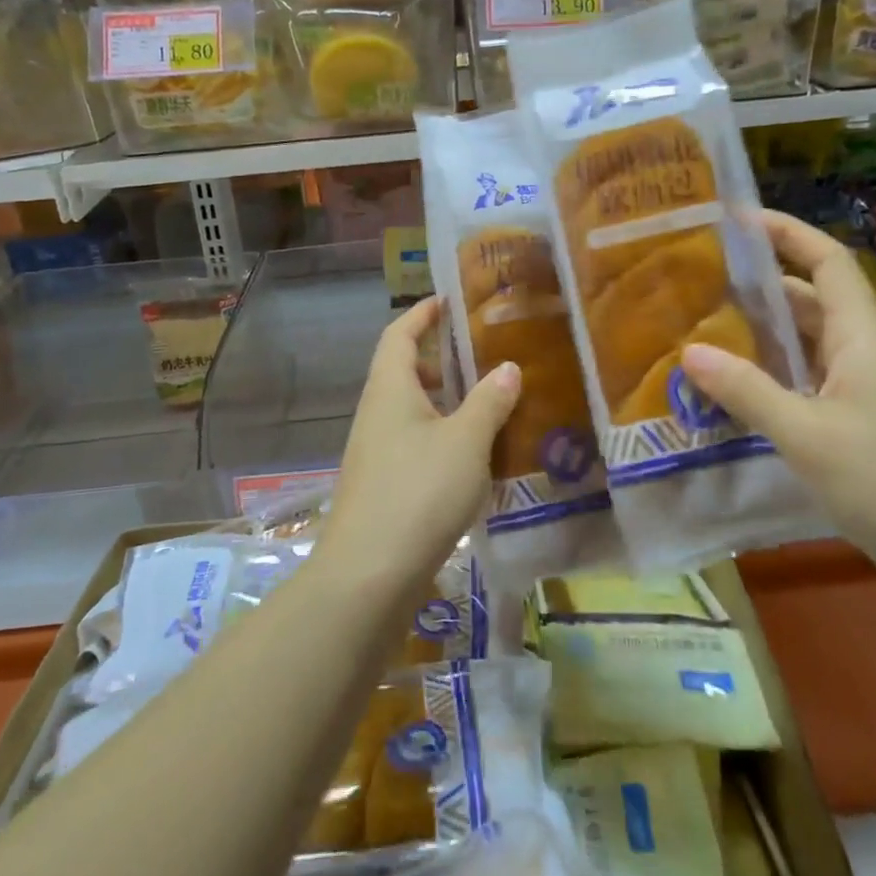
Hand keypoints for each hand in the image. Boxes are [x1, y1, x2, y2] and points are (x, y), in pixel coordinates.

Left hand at [320, 297, 521, 592]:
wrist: (367, 576)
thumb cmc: (418, 492)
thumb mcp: (466, 441)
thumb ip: (488, 401)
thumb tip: (507, 367)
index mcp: (389, 388)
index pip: (399, 333)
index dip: (422, 313)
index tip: (448, 300)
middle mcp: (376, 412)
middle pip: (403, 370)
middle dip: (439, 359)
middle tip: (481, 355)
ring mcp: (376, 451)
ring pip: (411, 410)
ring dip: (444, 401)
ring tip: (487, 402)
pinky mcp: (382, 485)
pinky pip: (414, 442)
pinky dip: (441, 435)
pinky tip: (473, 456)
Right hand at [681, 211, 875, 588]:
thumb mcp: (809, 436)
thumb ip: (748, 391)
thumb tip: (689, 351)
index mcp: (862, 337)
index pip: (826, 260)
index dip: (786, 231)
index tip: (734, 219)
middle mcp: (863, 352)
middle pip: (808, 298)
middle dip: (755, 283)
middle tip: (695, 281)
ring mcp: (863, 390)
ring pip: (805, 344)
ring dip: (758, 333)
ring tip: (698, 328)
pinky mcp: (859, 425)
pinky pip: (806, 382)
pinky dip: (769, 376)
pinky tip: (732, 390)